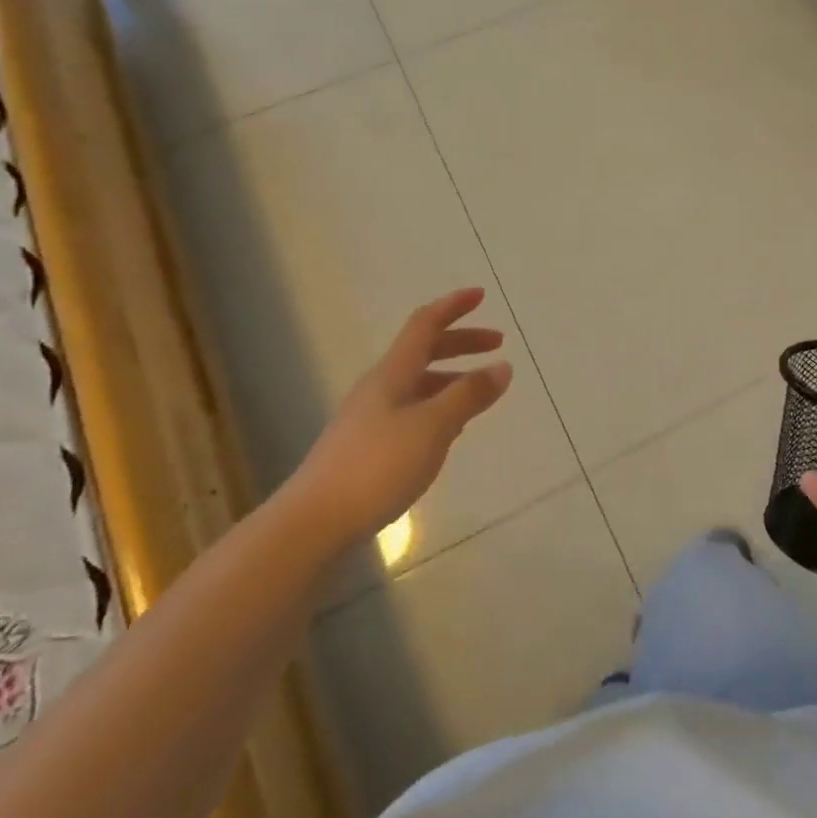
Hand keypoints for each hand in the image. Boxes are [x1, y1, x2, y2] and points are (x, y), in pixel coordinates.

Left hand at [276, 288, 512, 557]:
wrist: (313, 522)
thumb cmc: (377, 466)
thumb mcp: (433, 427)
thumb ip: (469, 395)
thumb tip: (502, 366)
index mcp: (393, 372)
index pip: (425, 324)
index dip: (453, 306)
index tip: (481, 295)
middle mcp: (380, 387)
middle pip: (423, 351)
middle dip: (461, 342)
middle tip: (496, 345)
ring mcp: (370, 417)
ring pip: (418, 383)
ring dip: (451, 376)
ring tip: (480, 391)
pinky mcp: (367, 447)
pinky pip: (411, 410)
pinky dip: (437, 406)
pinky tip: (449, 430)